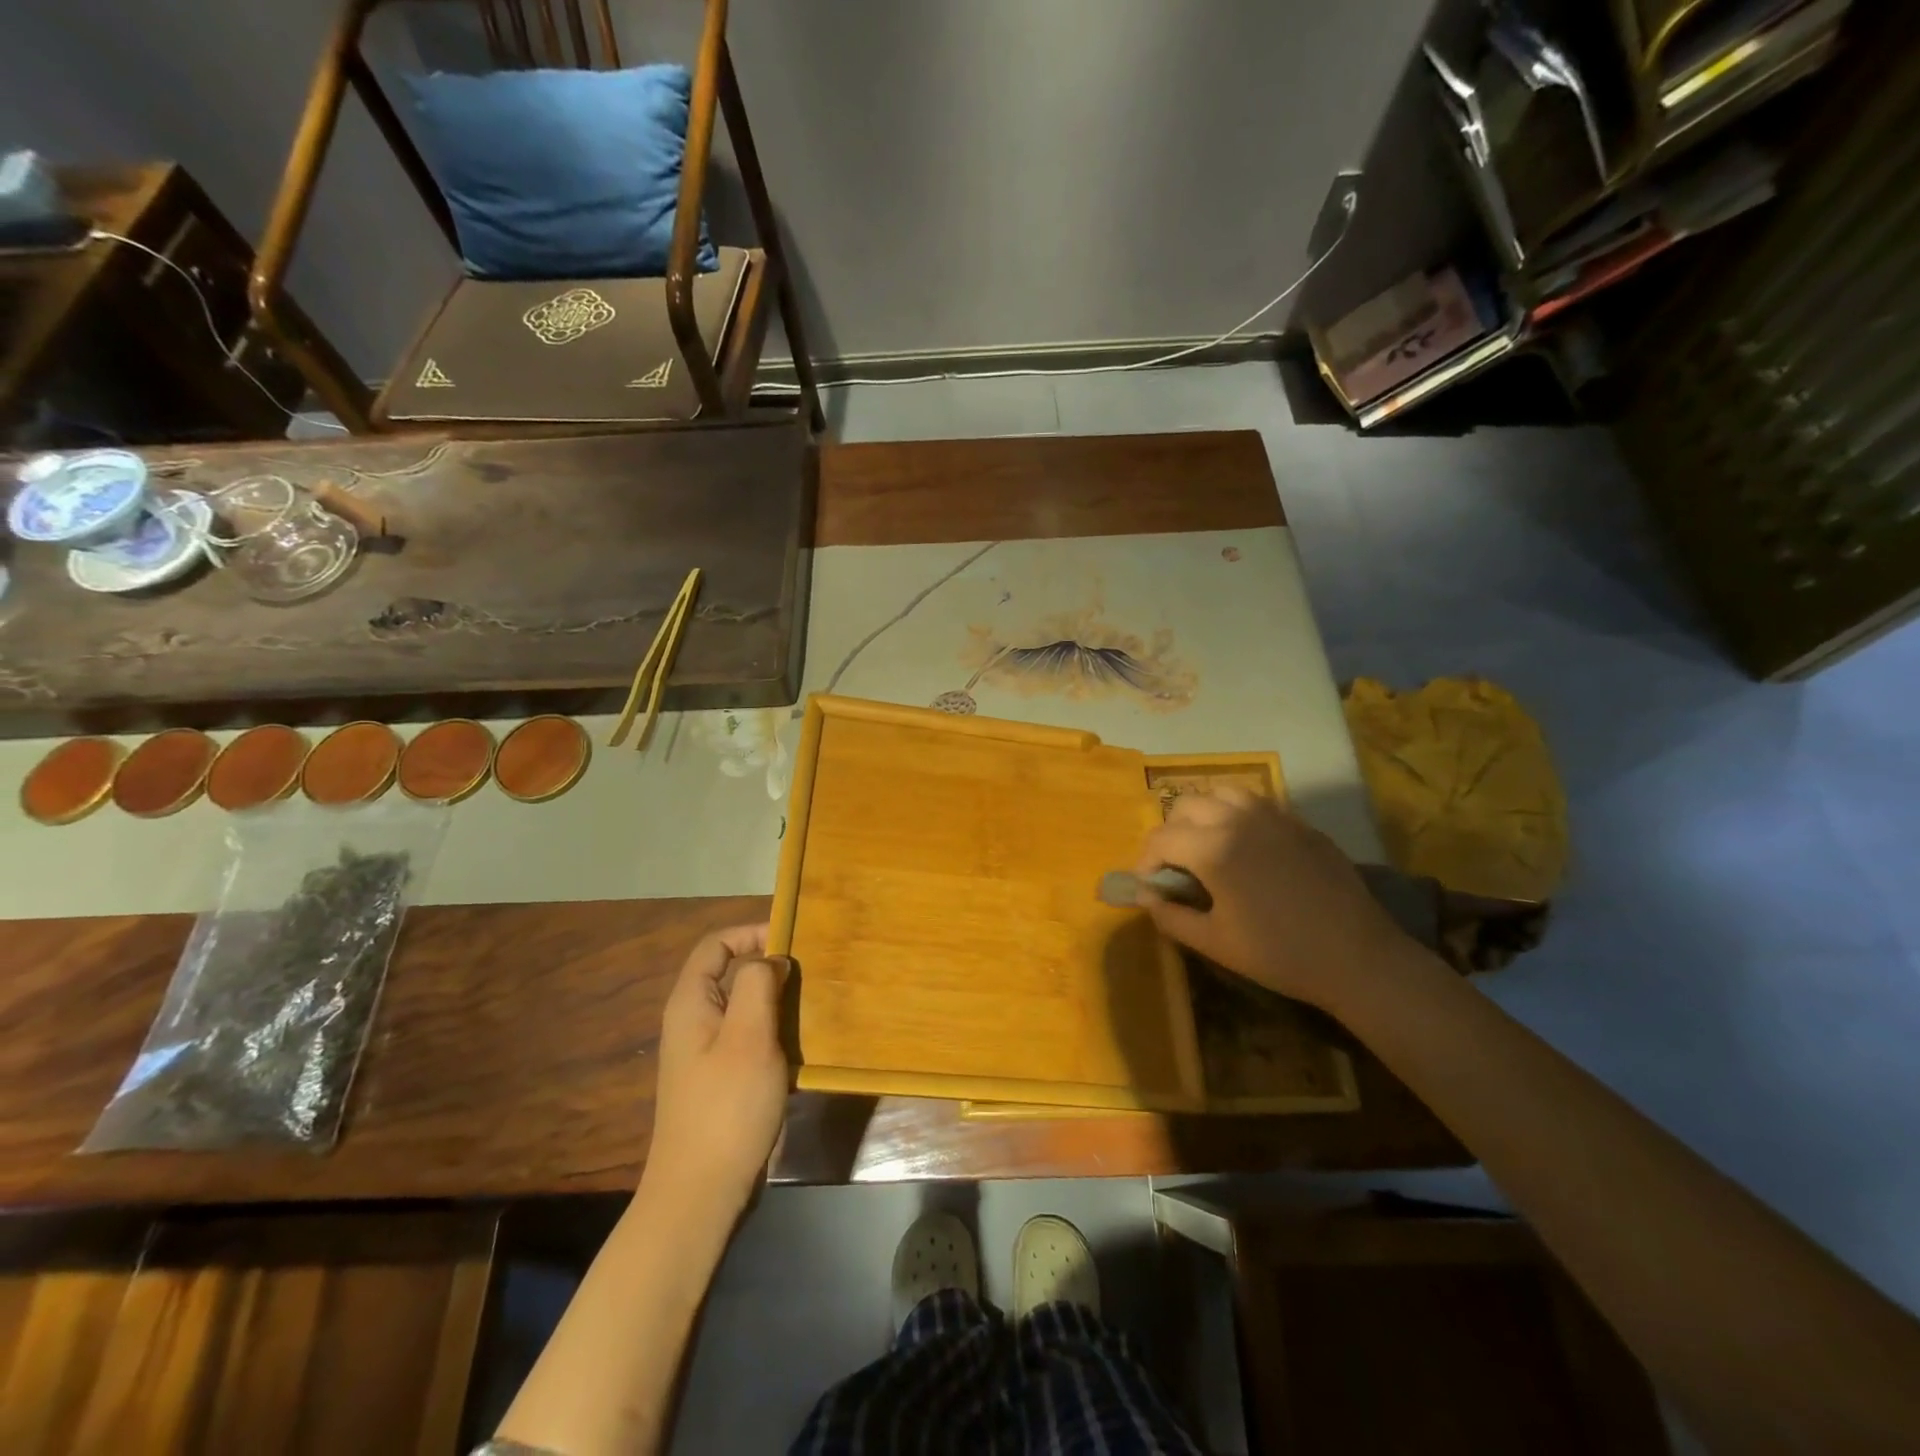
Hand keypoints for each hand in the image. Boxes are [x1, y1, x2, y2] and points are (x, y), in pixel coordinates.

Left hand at [644, 924, 790, 1218]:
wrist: (701, 1193)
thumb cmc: (726, 1107)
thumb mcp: (748, 1036)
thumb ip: (758, 984)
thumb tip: (771, 960)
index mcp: (691, 1002)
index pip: (716, 944)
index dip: (751, 932)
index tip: (792, 942)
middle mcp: (693, 1020)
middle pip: (731, 973)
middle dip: (770, 967)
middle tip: (810, 975)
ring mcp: (706, 1052)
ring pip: (744, 1007)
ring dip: (777, 1001)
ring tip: (812, 1006)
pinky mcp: (721, 1078)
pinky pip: (749, 1037)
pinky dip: (774, 1031)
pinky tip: (800, 1044)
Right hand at [1134, 789, 1412, 1011]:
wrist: (1358, 957)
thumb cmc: (1279, 954)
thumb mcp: (1215, 943)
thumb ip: (1171, 916)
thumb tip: (1147, 896)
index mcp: (1213, 848)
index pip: (1161, 838)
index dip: (1145, 861)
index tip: (1149, 885)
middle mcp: (1239, 819)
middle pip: (1186, 805)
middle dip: (1171, 832)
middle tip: (1176, 866)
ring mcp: (1274, 816)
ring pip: (1222, 793)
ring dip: (1204, 814)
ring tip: (1208, 845)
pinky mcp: (1301, 823)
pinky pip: (1257, 803)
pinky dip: (1237, 815)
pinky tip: (1247, 847)